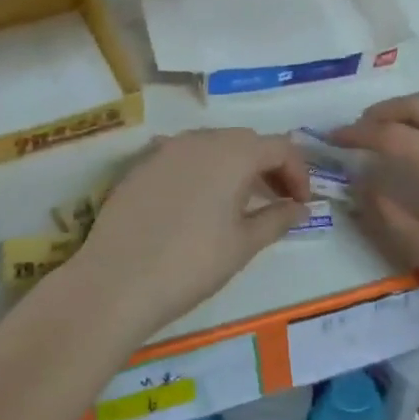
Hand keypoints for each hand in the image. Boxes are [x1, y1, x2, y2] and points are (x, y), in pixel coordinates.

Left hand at [71, 129, 309, 337]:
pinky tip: (198, 202)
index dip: (298, 172)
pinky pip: (182, 156)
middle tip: (277, 200)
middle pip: (245, 141)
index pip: (279, 147)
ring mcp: (164, 149)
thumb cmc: (191, 263)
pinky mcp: (140, 166)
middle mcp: (199, 139)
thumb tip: (300, 208)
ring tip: (240, 202)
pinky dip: (202, 170)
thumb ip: (277, 219)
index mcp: (232, 153)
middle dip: (268, 166)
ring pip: (212, 144)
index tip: (302, 204)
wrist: (117, 280)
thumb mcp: (243, 244)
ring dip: (234, 165)